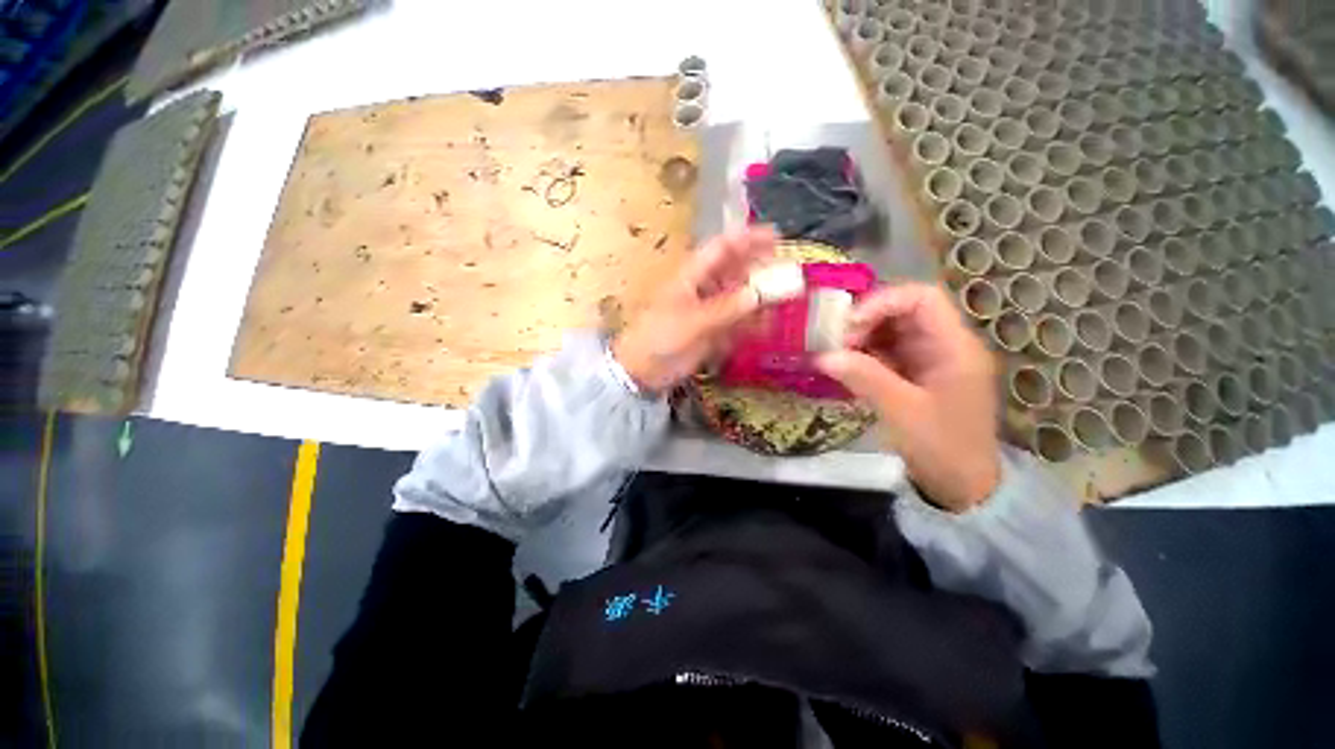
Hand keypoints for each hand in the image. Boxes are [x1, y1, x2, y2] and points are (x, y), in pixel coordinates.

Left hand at [613, 227, 776, 393]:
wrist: (643, 370)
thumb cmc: (660, 337)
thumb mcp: (692, 321)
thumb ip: (726, 309)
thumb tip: (758, 295)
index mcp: (692, 276)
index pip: (722, 248)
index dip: (747, 239)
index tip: (775, 236)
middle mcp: (704, 288)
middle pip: (735, 271)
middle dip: (759, 269)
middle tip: (787, 272)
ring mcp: (710, 310)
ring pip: (740, 297)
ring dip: (760, 298)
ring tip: (784, 299)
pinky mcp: (713, 331)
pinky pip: (738, 322)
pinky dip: (752, 323)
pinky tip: (768, 325)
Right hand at [816, 283, 1000, 511]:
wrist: (963, 486)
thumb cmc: (942, 447)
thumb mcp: (902, 412)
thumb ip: (864, 378)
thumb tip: (823, 356)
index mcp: (955, 347)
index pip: (921, 299)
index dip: (882, 302)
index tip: (848, 325)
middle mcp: (944, 345)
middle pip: (903, 311)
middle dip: (866, 321)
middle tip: (835, 342)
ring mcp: (929, 359)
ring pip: (891, 331)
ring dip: (861, 338)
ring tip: (835, 355)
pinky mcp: (916, 373)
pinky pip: (887, 351)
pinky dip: (864, 354)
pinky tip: (846, 366)